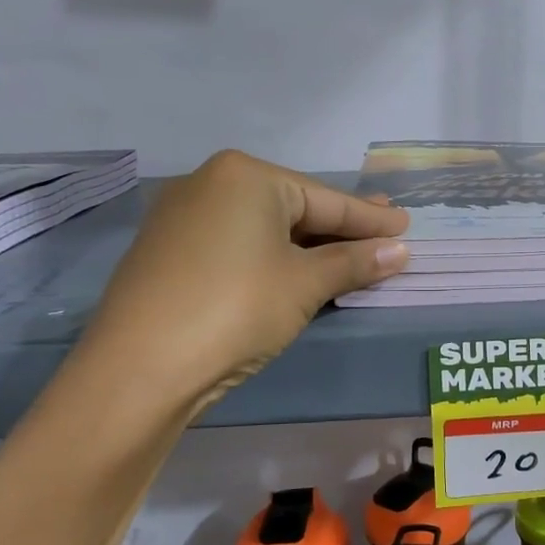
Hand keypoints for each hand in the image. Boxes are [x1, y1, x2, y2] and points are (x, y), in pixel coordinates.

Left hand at [77, 151, 408, 420]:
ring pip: (263, 228)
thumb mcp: (304, 285)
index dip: (370, 218)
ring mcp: (182, 217)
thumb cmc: (235, 309)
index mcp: (245, 176)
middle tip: (385, 232)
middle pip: (293, 208)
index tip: (406, 224)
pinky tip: (293, 270)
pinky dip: (271, 257)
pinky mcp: (167, 252)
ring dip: (307, 246)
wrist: (138, 369)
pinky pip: (236, 245)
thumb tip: (398, 250)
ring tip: (347, 253)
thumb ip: (354, 262)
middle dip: (340, 227)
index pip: (325, 199)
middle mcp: (209, 183)